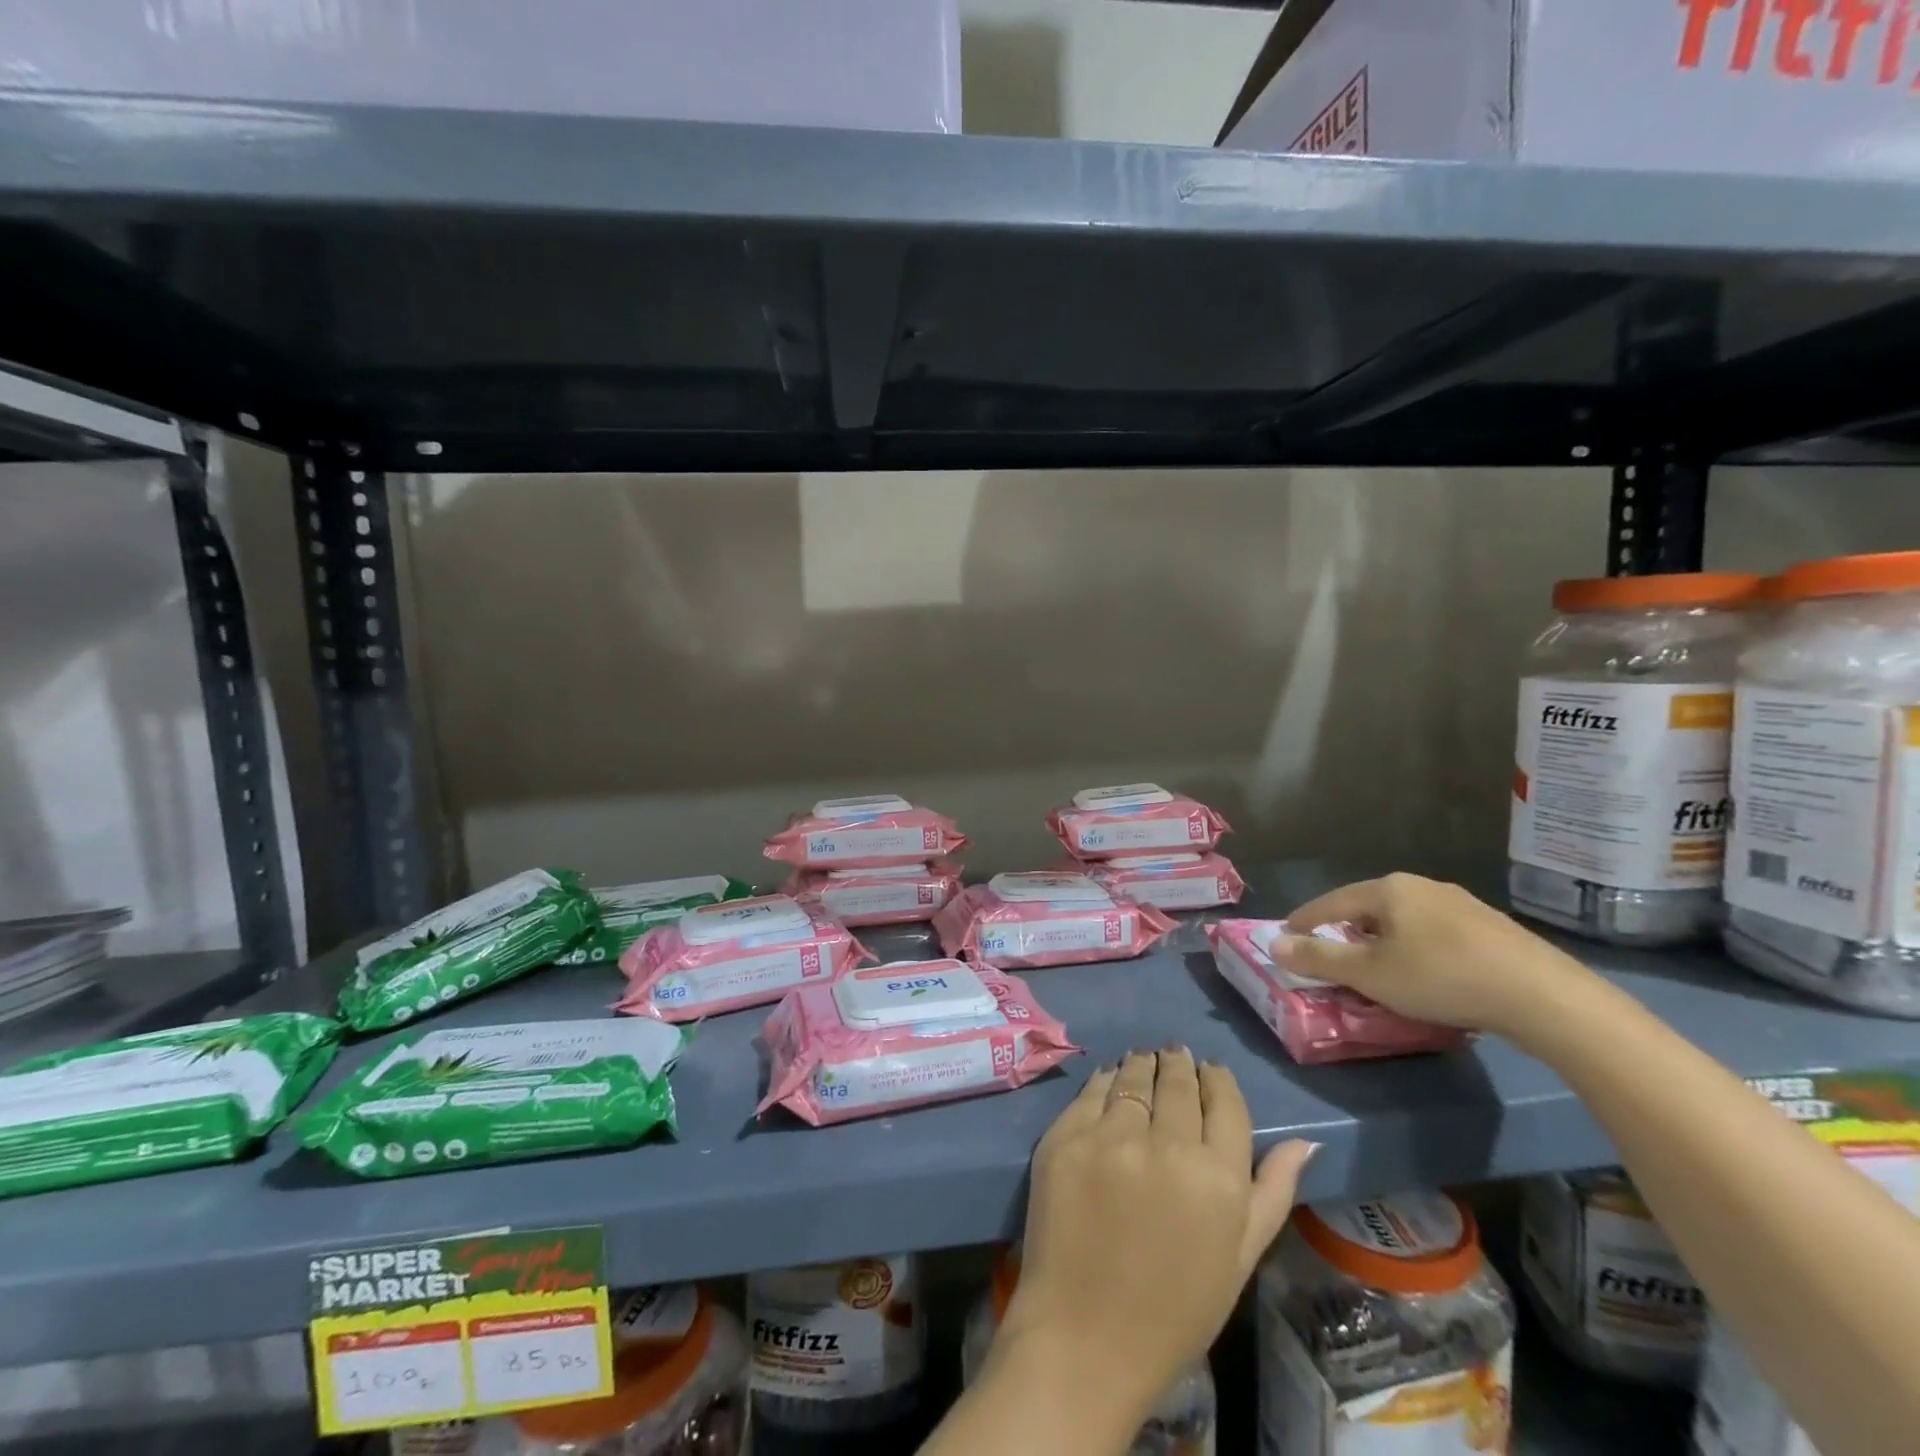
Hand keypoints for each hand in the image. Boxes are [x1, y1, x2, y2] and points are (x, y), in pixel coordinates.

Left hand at [995, 1049, 1315, 1423]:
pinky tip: (1111, 1079)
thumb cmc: (1174, 1309)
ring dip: (1143, 1064)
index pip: (1224, 1102)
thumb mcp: (1239, 1258)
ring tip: (1145, 1059)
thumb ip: (1272, 1192)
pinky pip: (1091, 1091)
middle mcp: (1165, 1145)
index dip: (1218, 1080)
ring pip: (1133, 1077)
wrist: (1085, 1337)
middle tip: (1176, 1054)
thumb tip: (1304, 1141)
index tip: (1211, 1070)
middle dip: (1180, 1064)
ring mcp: (1109, 1137)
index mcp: (1218, 1178)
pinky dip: (1106, 1080)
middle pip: (1177, 1081)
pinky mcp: (1065, 1136)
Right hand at [1277, 872, 1602, 1040]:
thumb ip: (1319, 959)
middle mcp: (1423, 886)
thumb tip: (1275, 945)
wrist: (1544, 996)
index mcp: (1388, 889)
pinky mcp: (1492, 927)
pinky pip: (1436, 932)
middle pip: (1369, 907)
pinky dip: (1416, 948)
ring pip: (1405, 919)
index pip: (1332, 902)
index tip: (1286, 936)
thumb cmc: (1442, 977)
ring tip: (1377, 966)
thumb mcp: (1370, 974)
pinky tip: (1426, 972)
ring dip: (1383, 940)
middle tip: (1330, 954)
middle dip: (1346, 929)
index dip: (1305, 921)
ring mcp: (1462, 904)